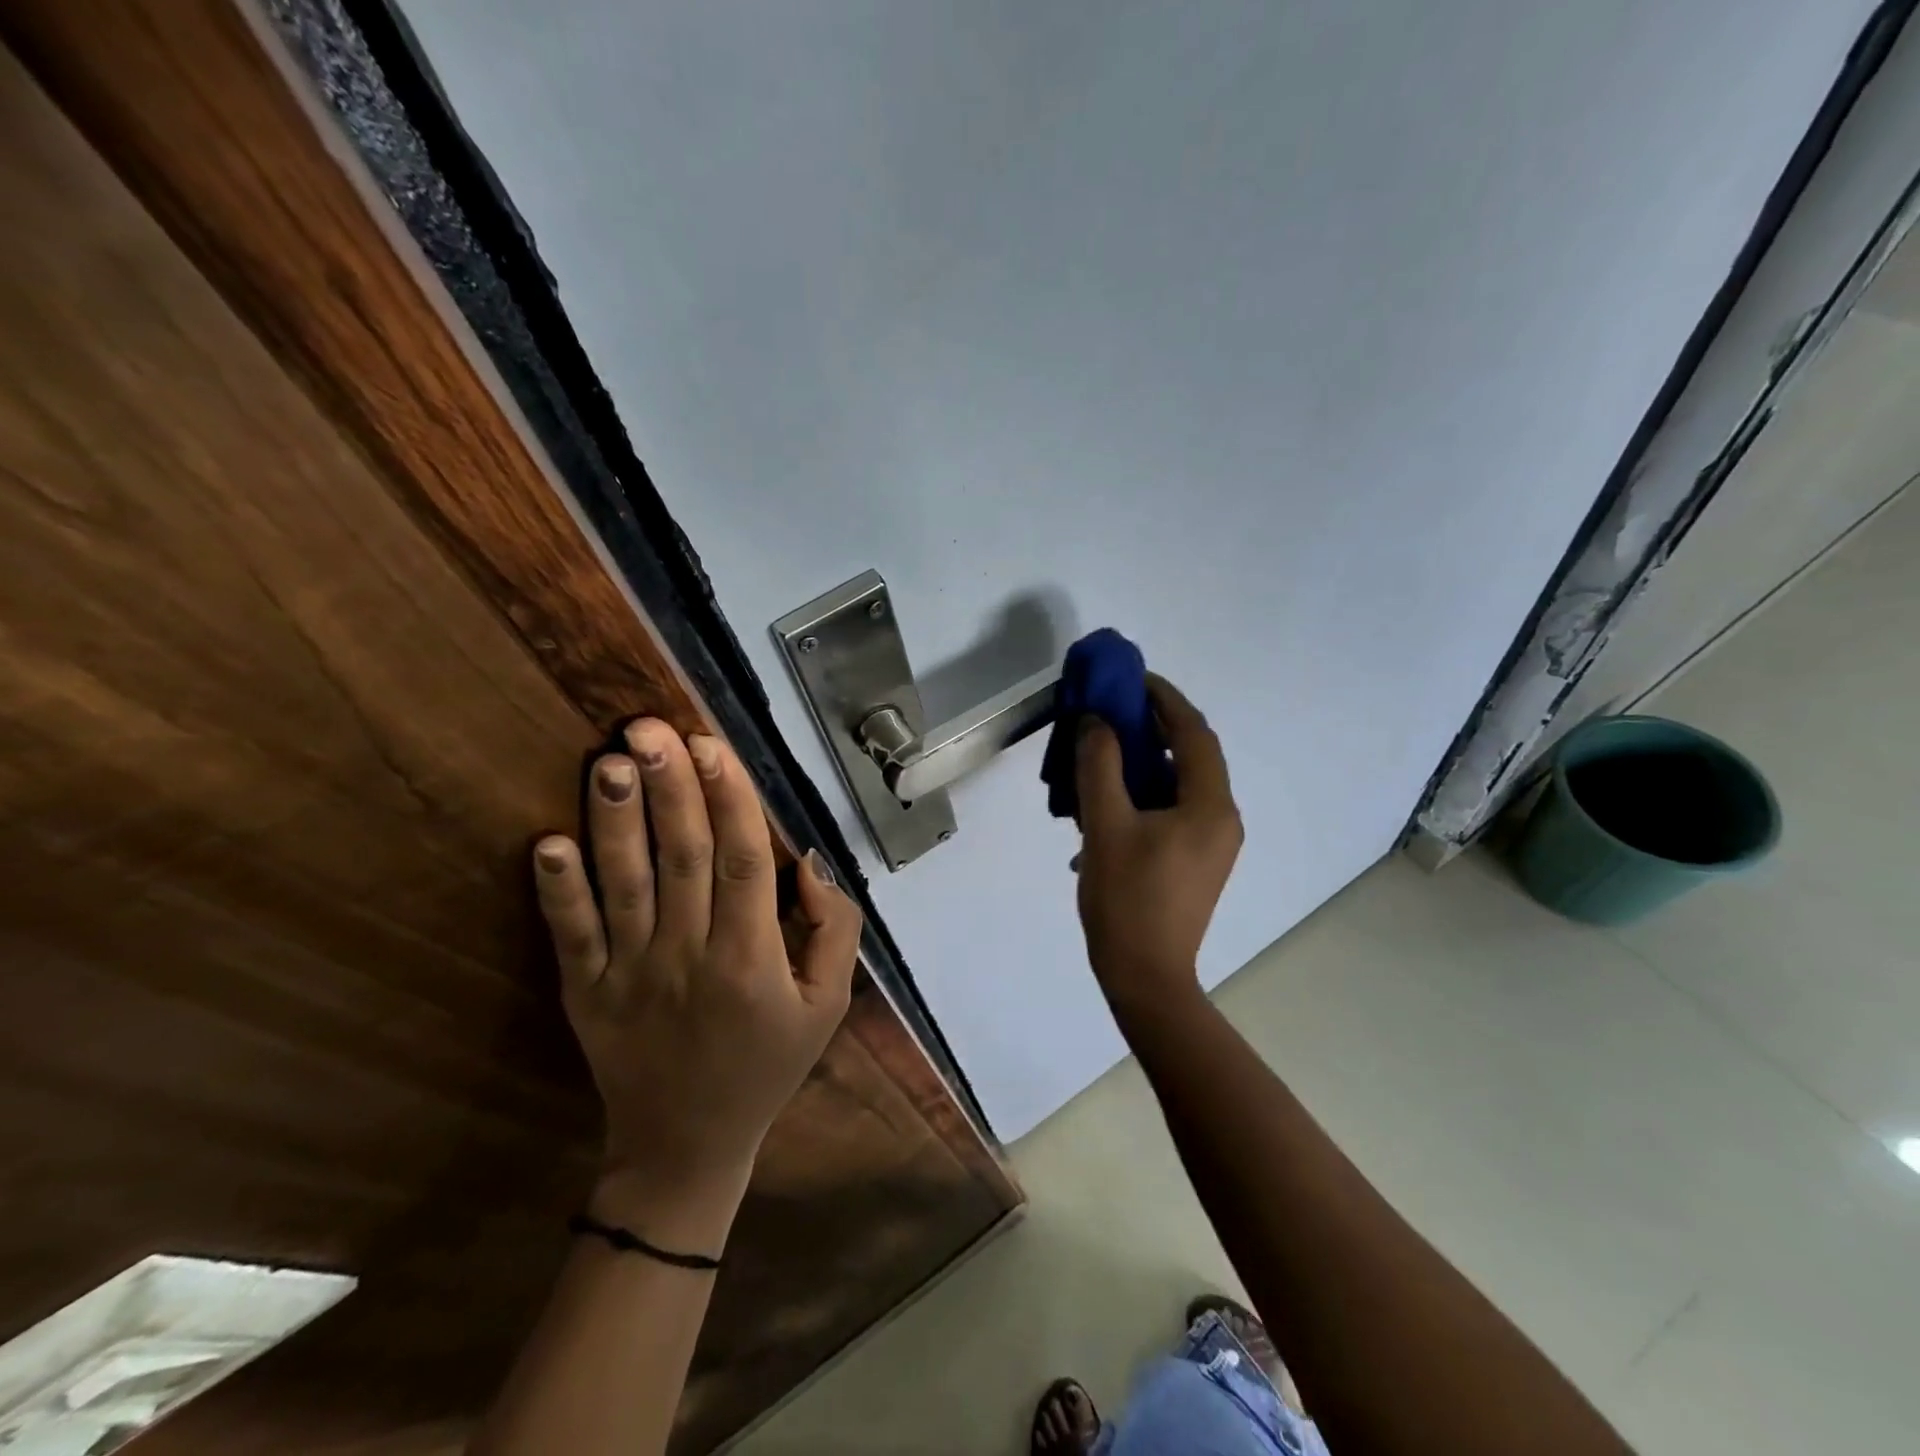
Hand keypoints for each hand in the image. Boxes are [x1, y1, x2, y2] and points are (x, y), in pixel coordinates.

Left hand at [532, 719, 862, 1250]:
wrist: (686, 1146)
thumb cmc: (767, 1065)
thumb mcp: (828, 1005)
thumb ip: (835, 931)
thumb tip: (812, 862)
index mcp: (752, 958)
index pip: (744, 861)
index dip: (729, 799)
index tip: (712, 746)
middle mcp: (690, 956)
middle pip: (681, 857)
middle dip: (670, 787)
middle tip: (651, 727)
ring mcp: (630, 974)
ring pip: (625, 884)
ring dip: (616, 820)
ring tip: (610, 761)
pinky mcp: (586, 992)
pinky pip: (572, 935)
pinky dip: (558, 889)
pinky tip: (547, 842)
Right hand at [1074, 676, 1242, 1016]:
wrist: (1144, 978)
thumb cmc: (1126, 900)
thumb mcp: (1105, 826)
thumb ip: (1100, 766)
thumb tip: (1096, 722)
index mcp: (1209, 806)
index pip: (1193, 733)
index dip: (1165, 699)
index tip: (1132, 678)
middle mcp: (1221, 818)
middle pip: (1190, 755)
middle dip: (1153, 728)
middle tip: (1111, 711)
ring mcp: (1211, 843)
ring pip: (1179, 784)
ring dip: (1144, 763)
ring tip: (1102, 754)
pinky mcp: (1195, 861)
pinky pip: (1173, 810)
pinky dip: (1144, 795)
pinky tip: (1106, 805)